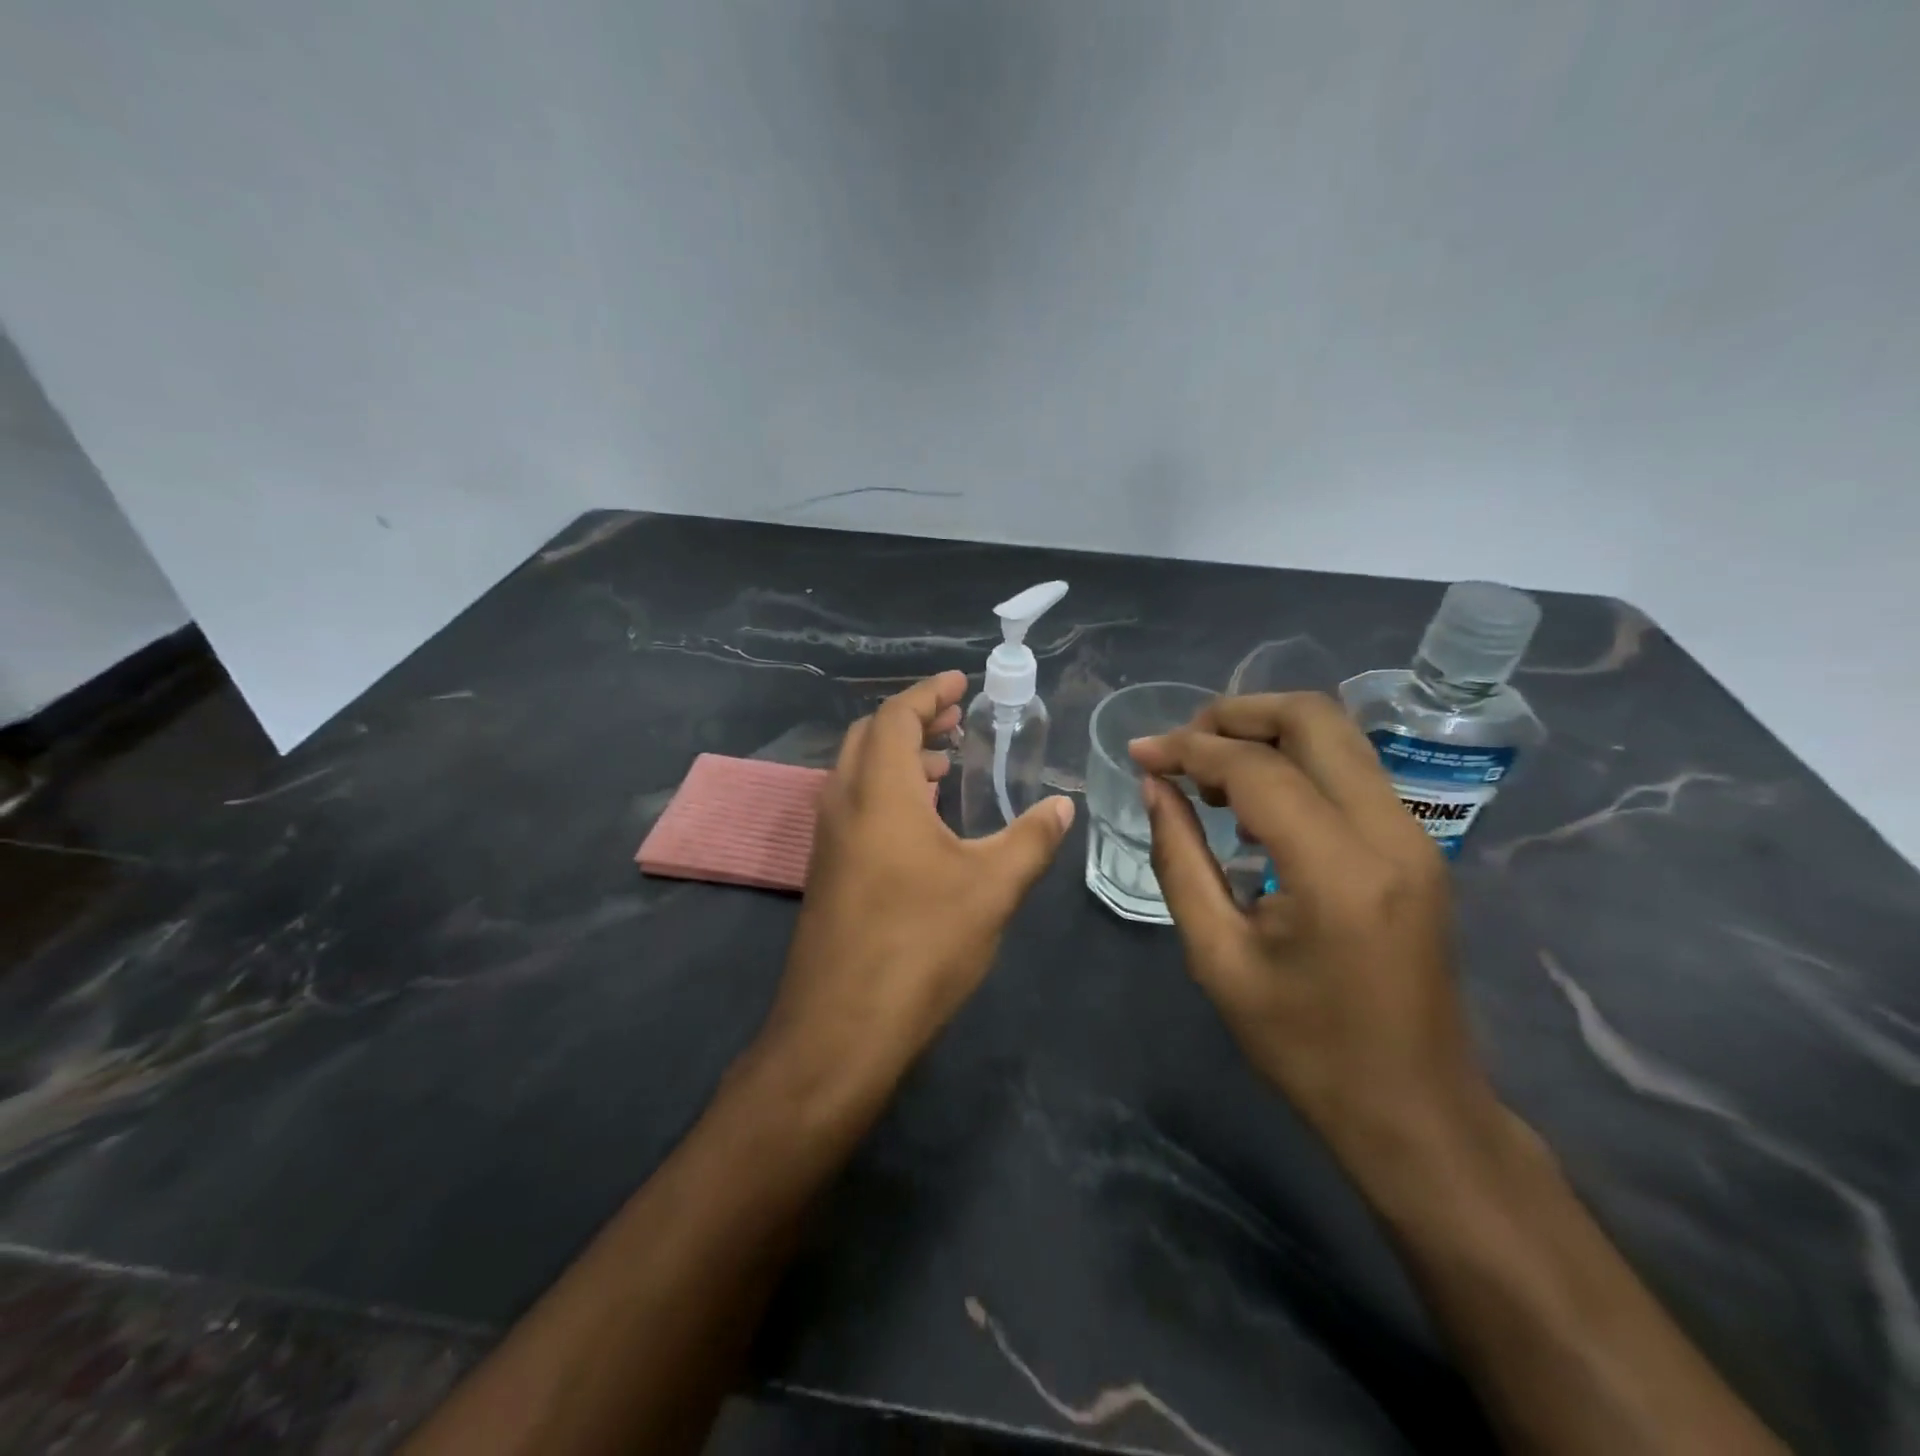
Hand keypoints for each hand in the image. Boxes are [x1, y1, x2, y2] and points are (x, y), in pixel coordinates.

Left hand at [764, 671, 1073, 1090]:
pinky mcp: (826, 872)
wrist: (840, 1028)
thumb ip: (1031, 839)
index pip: (895, 716)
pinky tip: (922, 822)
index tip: (960, 682)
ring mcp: (827, 840)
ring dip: (898, 757)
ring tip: (944, 764)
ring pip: (858, 772)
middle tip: (955, 720)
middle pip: (870, 736)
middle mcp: (842, 803)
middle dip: (912, 719)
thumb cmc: (920, 944)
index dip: (928, 692)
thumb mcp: (992, 888)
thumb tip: (1064, 804)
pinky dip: (886, 791)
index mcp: (878, 791)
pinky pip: (854, 806)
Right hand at [1129, 693, 1504, 1182]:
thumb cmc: (1305, 1046)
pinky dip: (1295, 762)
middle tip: (1180, 747)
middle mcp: (1390, 832)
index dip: (1188, 749)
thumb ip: (1179, 859)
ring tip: (1207, 773)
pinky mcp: (1417, 845)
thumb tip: (1154, 787)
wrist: (1415, 1109)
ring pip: (1337, 735)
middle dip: (1235, 715)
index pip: (1256, 769)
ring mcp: (1415, 835)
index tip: (1139, 753)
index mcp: (1337, 870)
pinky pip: (1350, 769)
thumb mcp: (1218, 957)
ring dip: (1265, 734)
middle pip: (1313, 718)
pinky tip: (1253, 802)